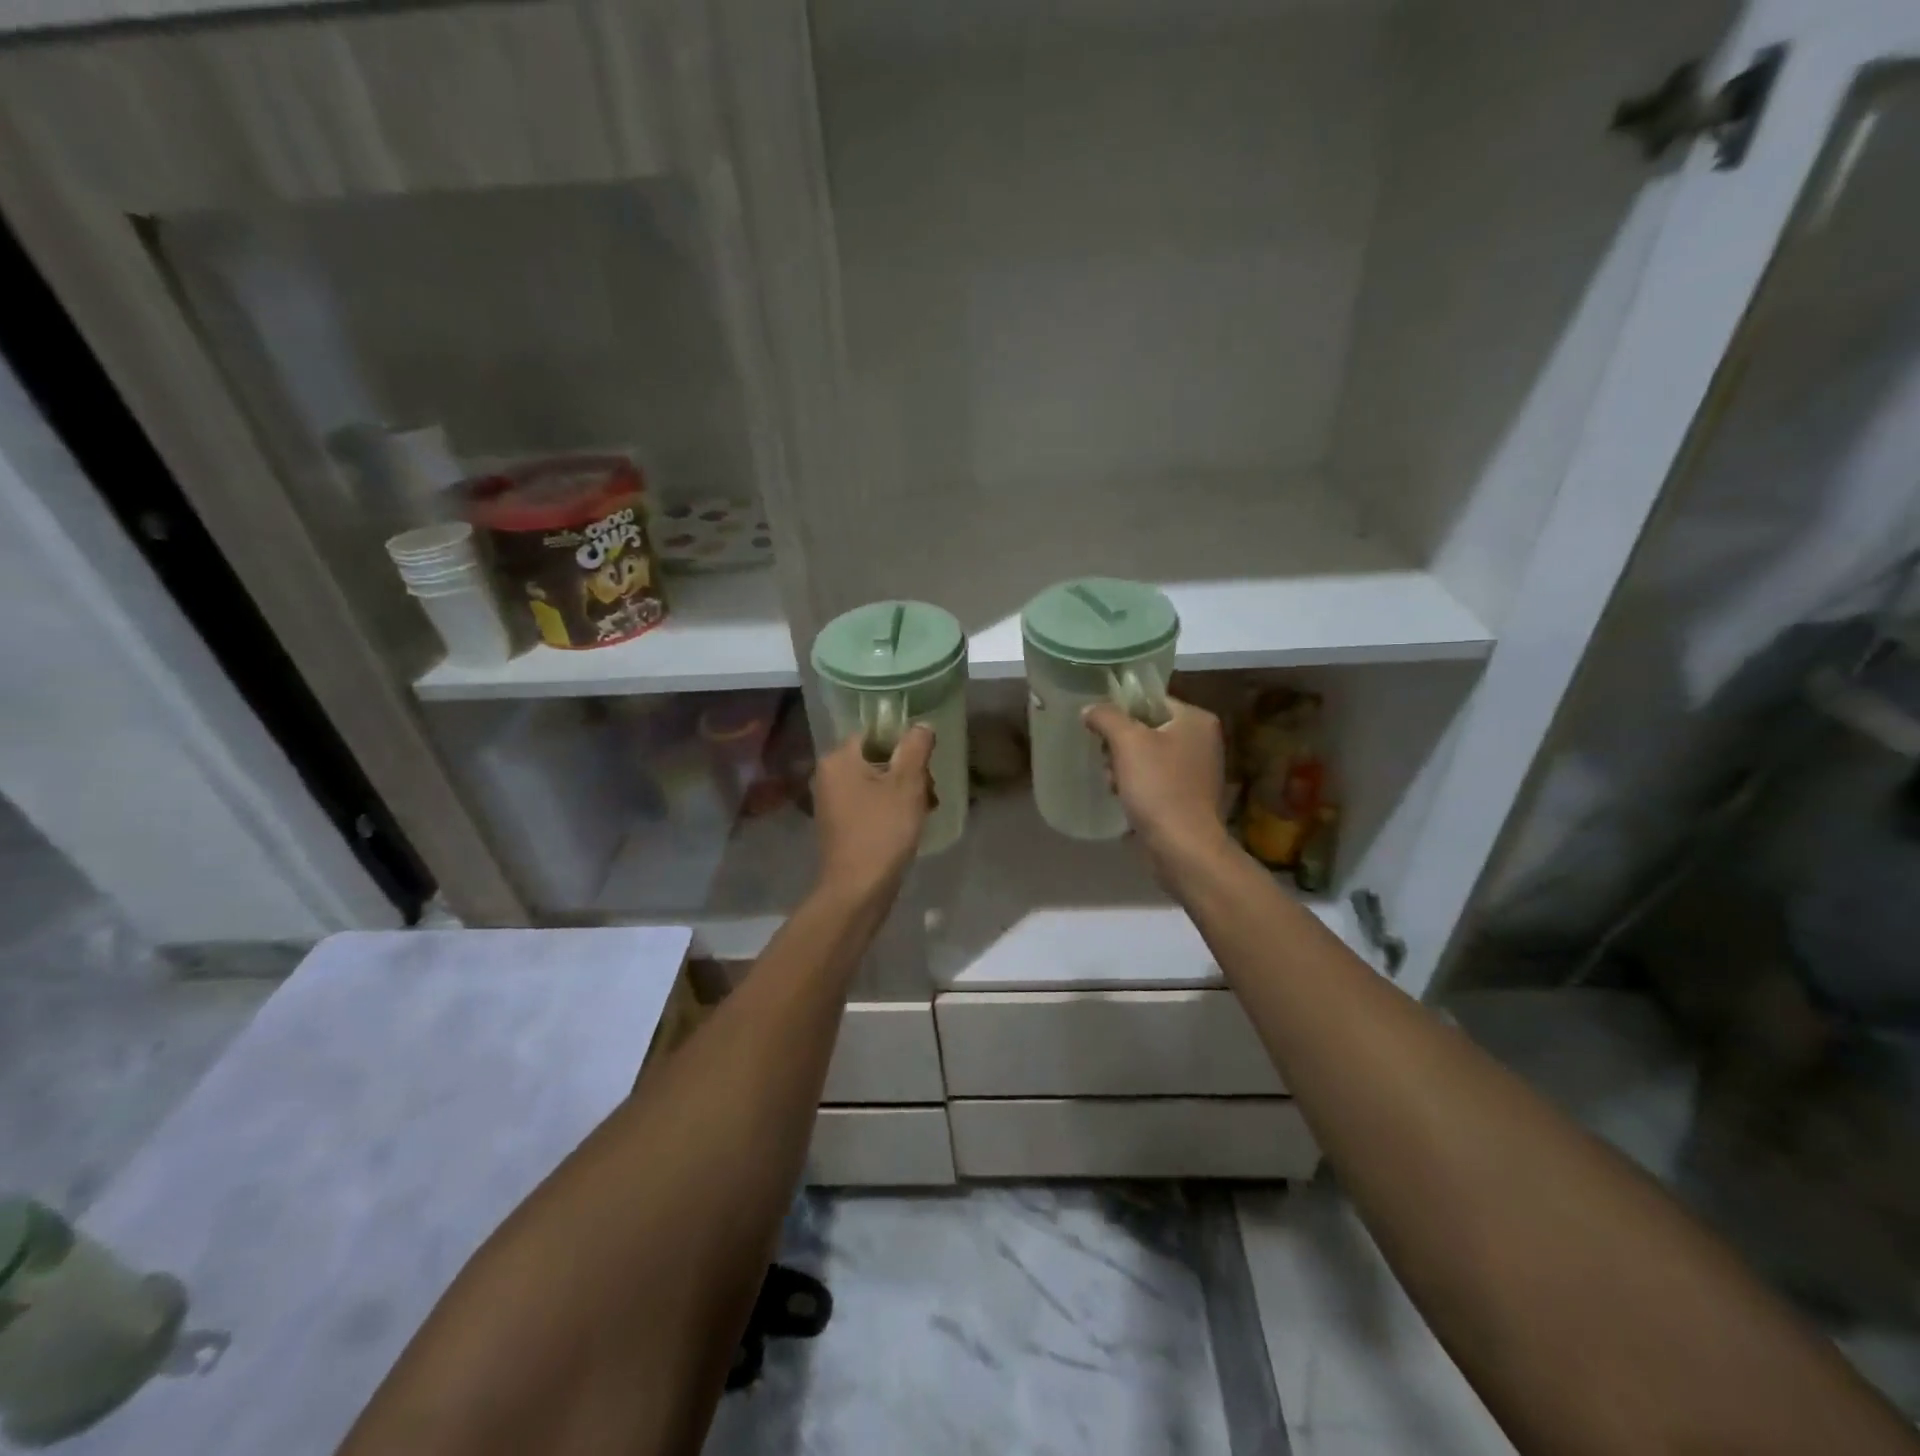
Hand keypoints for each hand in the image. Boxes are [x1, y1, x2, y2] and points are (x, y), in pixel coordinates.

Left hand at [811, 723, 935, 899]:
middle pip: (877, 757)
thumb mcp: (907, 784)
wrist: (857, 890)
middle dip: (908, 772)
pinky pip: (869, 803)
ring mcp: (832, 801)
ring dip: (904, 792)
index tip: (926, 765)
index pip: (876, 732)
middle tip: (929, 794)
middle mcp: (829, 774)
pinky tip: (909, 825)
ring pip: (876, 782)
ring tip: (925, 811)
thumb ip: (916, 747)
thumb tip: (921, 726)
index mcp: (838, 758)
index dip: (905, 745)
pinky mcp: (839, 824)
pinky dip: (890, 808)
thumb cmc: (883, 831)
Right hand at [1082, 697, 1230, 873]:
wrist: (1183, 846)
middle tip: (1108, 761)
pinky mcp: (1190, 796)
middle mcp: (1203, 740)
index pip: (1151, 701)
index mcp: (1196, 719)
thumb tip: (1090, 710)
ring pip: (1148, 755)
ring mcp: (1198, 770)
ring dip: (1124, 767)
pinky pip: (1156, 778)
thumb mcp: (1127, 742)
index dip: (1122, 712)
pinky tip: (1123, 798)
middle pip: (1148, 728)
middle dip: (1120, 745)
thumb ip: (1106, 717)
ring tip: (1113, 783)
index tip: (1101, 731)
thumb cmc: (1158, 786)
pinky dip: (1137, 785)